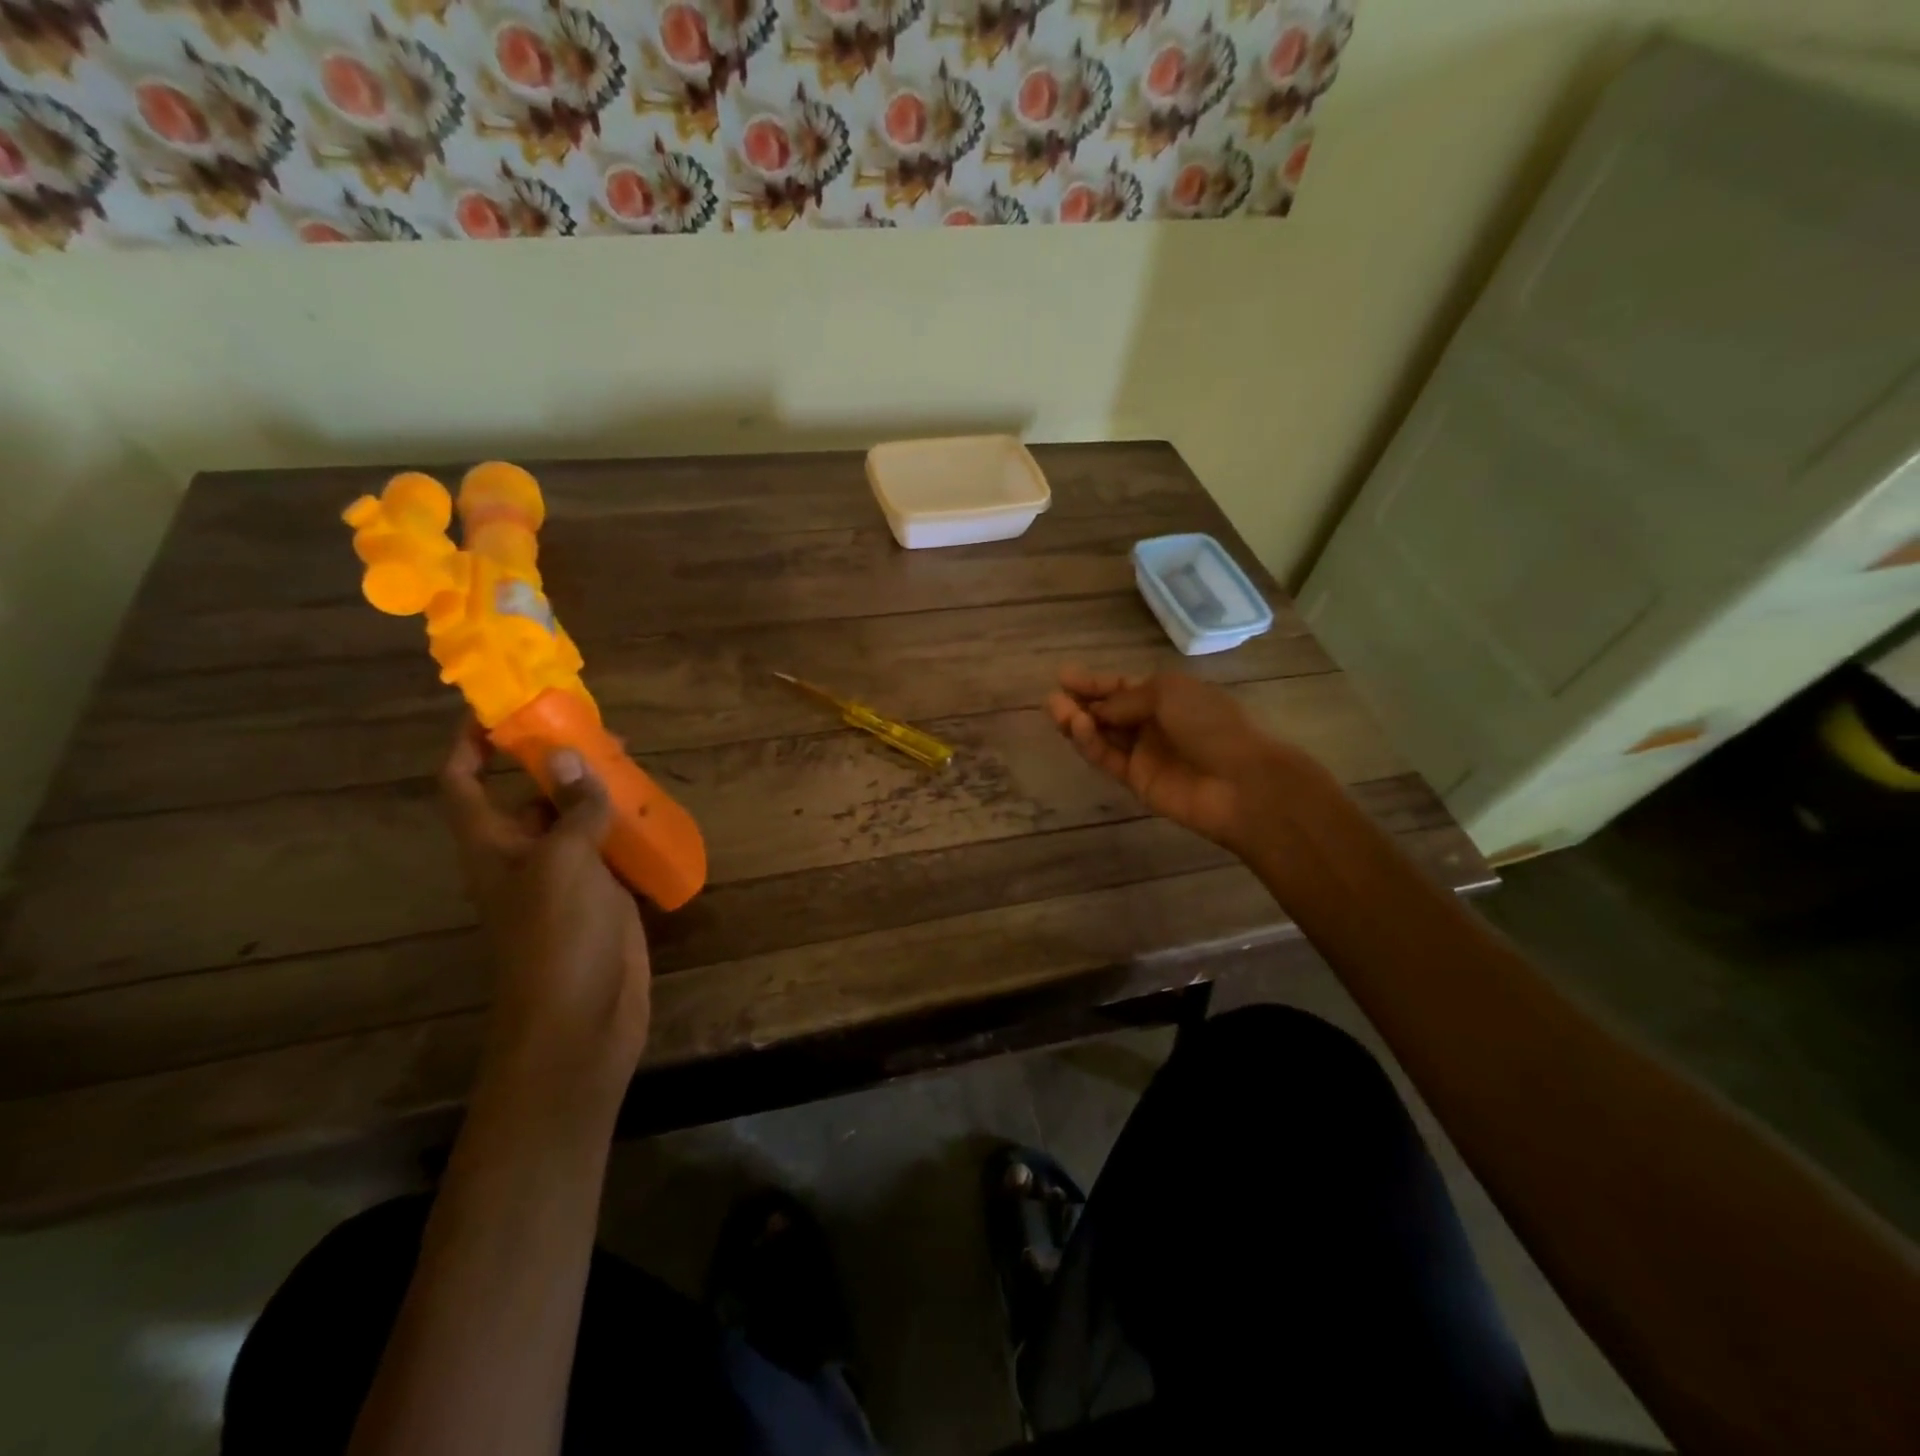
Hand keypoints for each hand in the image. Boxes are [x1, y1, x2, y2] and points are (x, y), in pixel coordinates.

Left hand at [440, 718, 651, 1103]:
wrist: (582, 1019)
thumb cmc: (557, 936)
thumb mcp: (562, 862)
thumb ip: (570, 808)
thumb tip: (571, 755)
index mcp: (493, 845)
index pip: (464, 782)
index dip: (471, 744)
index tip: (499, 708)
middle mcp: (524, 856)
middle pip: (528, 794)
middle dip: (554, 758)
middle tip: (597, 728)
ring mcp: (566, 878)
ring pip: (575, 820)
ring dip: (597, 790)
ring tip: (632, 761)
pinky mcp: (604, 897)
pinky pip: (611, 849)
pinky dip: (627, 826)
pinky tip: (654, 811)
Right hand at [1047, 666, 1300, 851]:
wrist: (1239, 781)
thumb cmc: (1210, 723)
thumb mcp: (1167, 693)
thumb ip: (1124, 700)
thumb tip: (1096, 711)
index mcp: (1167, 695)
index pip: (1123, 687)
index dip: (1094, 683)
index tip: (1064, 676)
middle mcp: (1153, 722)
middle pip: (1108, 711)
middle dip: (1081, 702)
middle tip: (1053, 697)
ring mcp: (1144, 753)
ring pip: (1103, 735)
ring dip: (1079, 722)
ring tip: (1056, 710)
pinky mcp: (1136, 781)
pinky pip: (1107, 758)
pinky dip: (1091, 744)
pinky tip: (1079, 728)